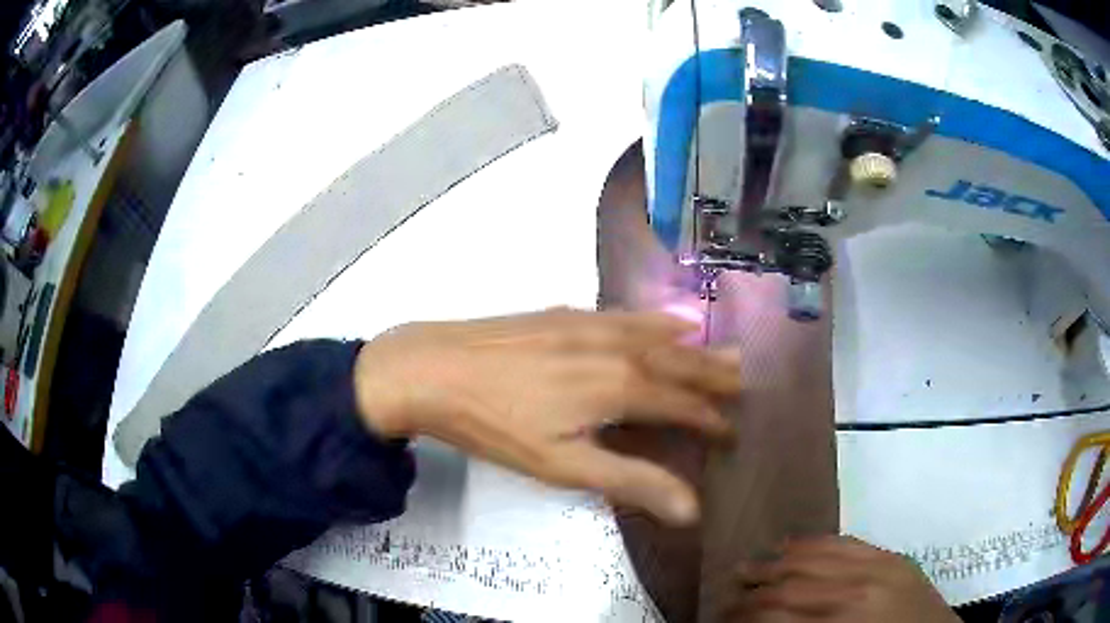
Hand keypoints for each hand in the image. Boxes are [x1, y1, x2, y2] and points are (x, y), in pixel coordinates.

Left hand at [353, 308, 740, 524]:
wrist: (430, 368)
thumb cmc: (497, 423)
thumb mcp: (563, 465)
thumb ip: (631, 481)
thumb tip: (691, 508)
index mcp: (620, 385)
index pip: (683, 403)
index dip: (711, 419)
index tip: (733, 431)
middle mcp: (615, 346)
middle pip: (678, 360)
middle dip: (713, 371)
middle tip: (745, 375)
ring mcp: (588, 323)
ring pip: (654, 331)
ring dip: (689, 342)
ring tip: (714, 342)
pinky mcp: (562, 313)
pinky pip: (623, 314)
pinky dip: (651, 319)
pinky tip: (653, 318)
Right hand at [732, 536, 959, 622]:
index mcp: (845, 621)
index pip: (777, 612)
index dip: (742, 616)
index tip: (718, 618)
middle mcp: (860, 586)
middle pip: (791, 582)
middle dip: (751, 590)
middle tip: (724, 595)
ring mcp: (881, 564)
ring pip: (816, 554)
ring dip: (775, 562)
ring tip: (747, 568)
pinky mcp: (893, 556)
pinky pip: (847, 542)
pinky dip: (814, 543)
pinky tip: (792, 546)